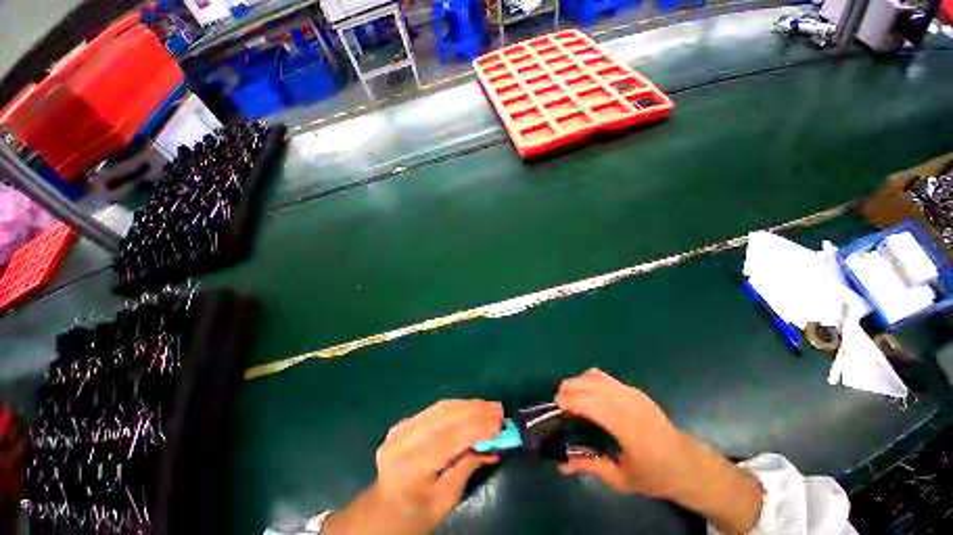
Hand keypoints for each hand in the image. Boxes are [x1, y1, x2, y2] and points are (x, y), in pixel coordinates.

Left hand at [324, 399, 502, 534]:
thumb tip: (493, 446)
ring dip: (468, 405)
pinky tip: (471, 407)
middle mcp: (402, 440)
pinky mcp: (404, 423)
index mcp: (410, 466)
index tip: (499, 422)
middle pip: (445, 418)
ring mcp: (400, 428)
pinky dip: (457, 406)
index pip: (449, 438)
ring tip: (489, 406)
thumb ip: (467, 469)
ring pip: (441, 408)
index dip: (476, 427)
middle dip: (475, 411)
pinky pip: (435, 409)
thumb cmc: (415, 515)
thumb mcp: (444, 502)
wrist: (382, 511)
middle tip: (498, 410)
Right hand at [555, 369, 761, 533]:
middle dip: (570, 387)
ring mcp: (633, 394)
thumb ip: (590, 467)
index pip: (592, 404)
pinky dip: (589, 380)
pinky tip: (586, 393)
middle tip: (559, 402)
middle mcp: (630, 404)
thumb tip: (561, 465)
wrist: (688, 464)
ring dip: (578, 381)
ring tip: (569, 395)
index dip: (571, 400)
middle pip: (591, 384)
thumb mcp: (621, 479)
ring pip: (596, 376)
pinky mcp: (635, 390)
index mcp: (628, 428)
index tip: (556, 406)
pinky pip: (605, 377)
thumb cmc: (655, 476)